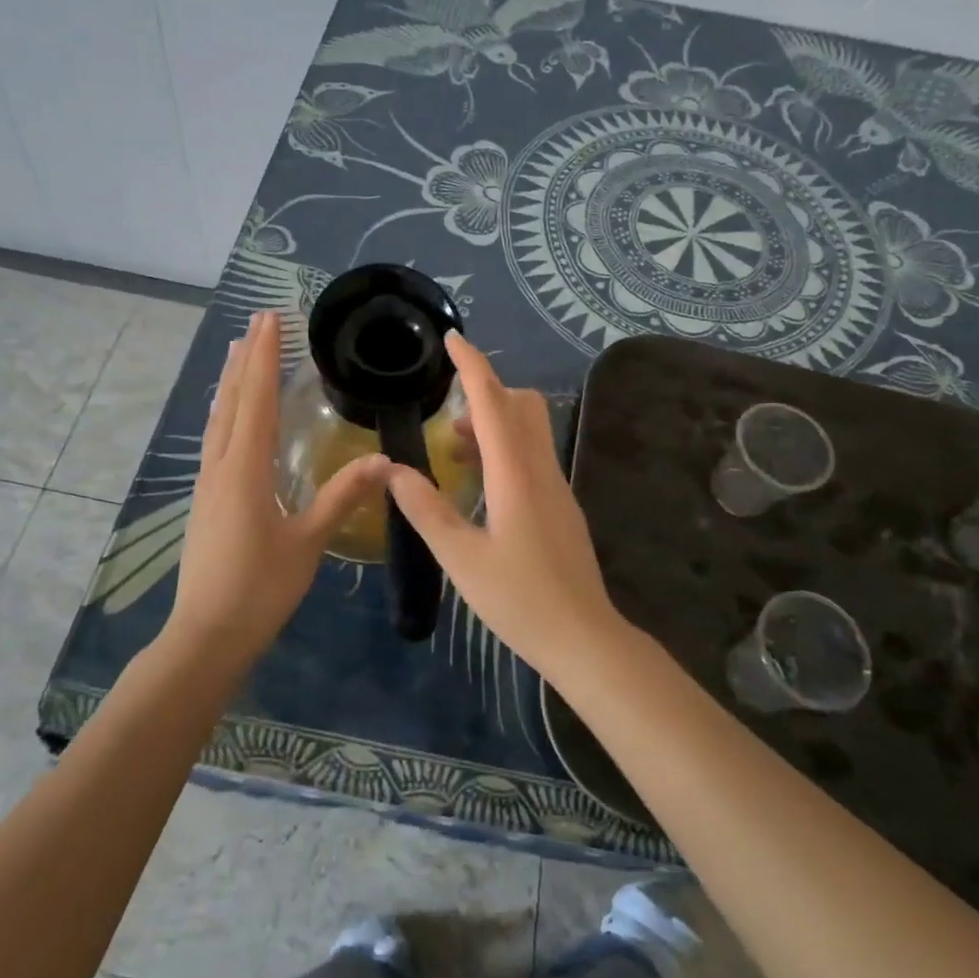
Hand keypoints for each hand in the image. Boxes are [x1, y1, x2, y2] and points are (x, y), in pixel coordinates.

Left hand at [167, 311, 388, 668]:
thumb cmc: (260, 589)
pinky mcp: (206, 498)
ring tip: (237, 350)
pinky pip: (215, 439)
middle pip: (232, 401)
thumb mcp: (308, 542)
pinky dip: (226, 411)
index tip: (271, 320)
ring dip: (231, 381)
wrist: (207, 635)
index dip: (265, 358)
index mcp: (246, 471)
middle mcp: (221, 467)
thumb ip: (342, 496)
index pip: (258, 401)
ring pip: (218, 418)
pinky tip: (230, 414)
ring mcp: (208, 483)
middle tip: (257, 320)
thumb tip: (383, 459)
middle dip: (245, 358)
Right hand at [385, 331, 626, 679]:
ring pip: (529, 430)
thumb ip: (426, 509)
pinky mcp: (561, 505)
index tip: (452, 339)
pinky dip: (506, 449)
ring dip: (494, 424)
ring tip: (455, 451)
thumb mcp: (460, 558)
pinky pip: (533, 456)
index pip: (492, 402)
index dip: (472, 366)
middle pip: (521, 405)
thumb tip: (394, 470)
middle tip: (447, 419)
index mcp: (515, 475)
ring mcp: (557, 486)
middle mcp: (540, 469)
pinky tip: (482, 484)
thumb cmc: (519, 599)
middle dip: (485, 394)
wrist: (584, 638)